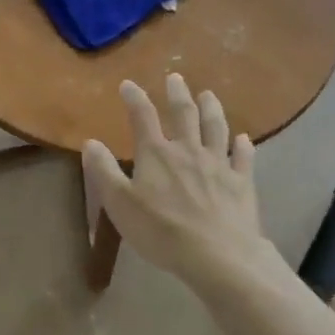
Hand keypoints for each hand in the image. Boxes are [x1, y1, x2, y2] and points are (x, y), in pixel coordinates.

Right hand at [82, 73, 267, 288]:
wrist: (219, 256)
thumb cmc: (162, 231)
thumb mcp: (120, 203)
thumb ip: (104, 171)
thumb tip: (90, 141)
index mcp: (157, 154)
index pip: (143, 116)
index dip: (134, 98)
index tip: (127, 84)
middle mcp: (188, 150)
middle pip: (184, 114)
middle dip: (178, 94)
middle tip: (176, 78)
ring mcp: (218, 165)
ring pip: (215, 128)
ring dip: (211, 109)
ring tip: (208, 95)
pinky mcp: (242, 183)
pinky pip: (243, 158)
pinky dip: (243, 146)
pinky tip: (244, 139)